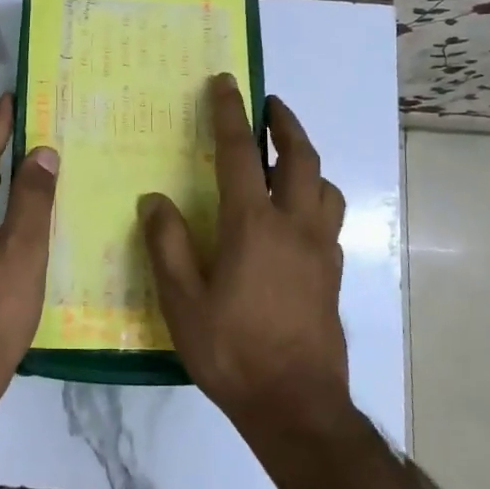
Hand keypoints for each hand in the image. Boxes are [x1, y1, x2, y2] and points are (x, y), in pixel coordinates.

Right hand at [141, 75, 347, 430]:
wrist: (296, 406)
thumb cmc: (232, 350)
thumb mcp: (182, 301)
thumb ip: (167, 244)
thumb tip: (155, 200)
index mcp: (253, 225)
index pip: (238, 154)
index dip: (229, 114)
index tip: (226, 82)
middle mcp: (294, 225)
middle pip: (300, 158)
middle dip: (285, 124)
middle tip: (270, 105)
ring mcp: (321, 250)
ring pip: (326, 187)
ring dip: (308, 162)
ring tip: (287, 159)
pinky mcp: (334, 275)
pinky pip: (330, 220)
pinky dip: (316, 200)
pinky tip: (298, 218)